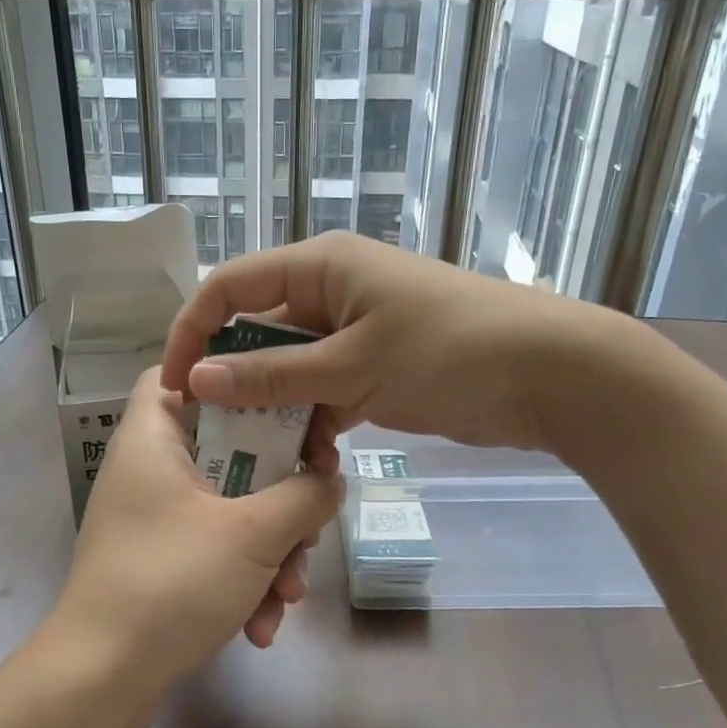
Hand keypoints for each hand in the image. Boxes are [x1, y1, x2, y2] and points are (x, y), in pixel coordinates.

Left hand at [53, 369, 341, 706]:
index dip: (227, 377)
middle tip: (310, 521)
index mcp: (154, 439)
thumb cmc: (171, 584)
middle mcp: (151, 471)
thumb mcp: (252, 534)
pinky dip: (245, 581)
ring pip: (232, 509)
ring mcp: (157, 521)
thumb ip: (305, 495)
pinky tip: (261, 627)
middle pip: (228, 448)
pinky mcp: (165, 563)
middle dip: (280, 494)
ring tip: (290, 594)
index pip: (179, 373)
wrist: (101, 683)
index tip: (281, 401)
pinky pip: (218, 552)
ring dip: (271, 551)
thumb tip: (329, 479)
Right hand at [161, 232, 635, 454]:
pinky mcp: (376, 369)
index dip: (193, 331)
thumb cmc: (448, 350)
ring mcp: (355, 332)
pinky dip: (313, 422)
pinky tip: (306, 461)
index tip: (174, 387)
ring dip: (275, 410)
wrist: (551, 374)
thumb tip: (196, 380)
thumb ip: (274, 375)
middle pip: (259, 332)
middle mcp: (331, 292)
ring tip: (258, 458)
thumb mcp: (353, 364)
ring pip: (291, 370)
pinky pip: (324, 392)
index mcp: (320, 266)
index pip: (231, 287)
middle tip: (213, 436)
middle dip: (234, 380)